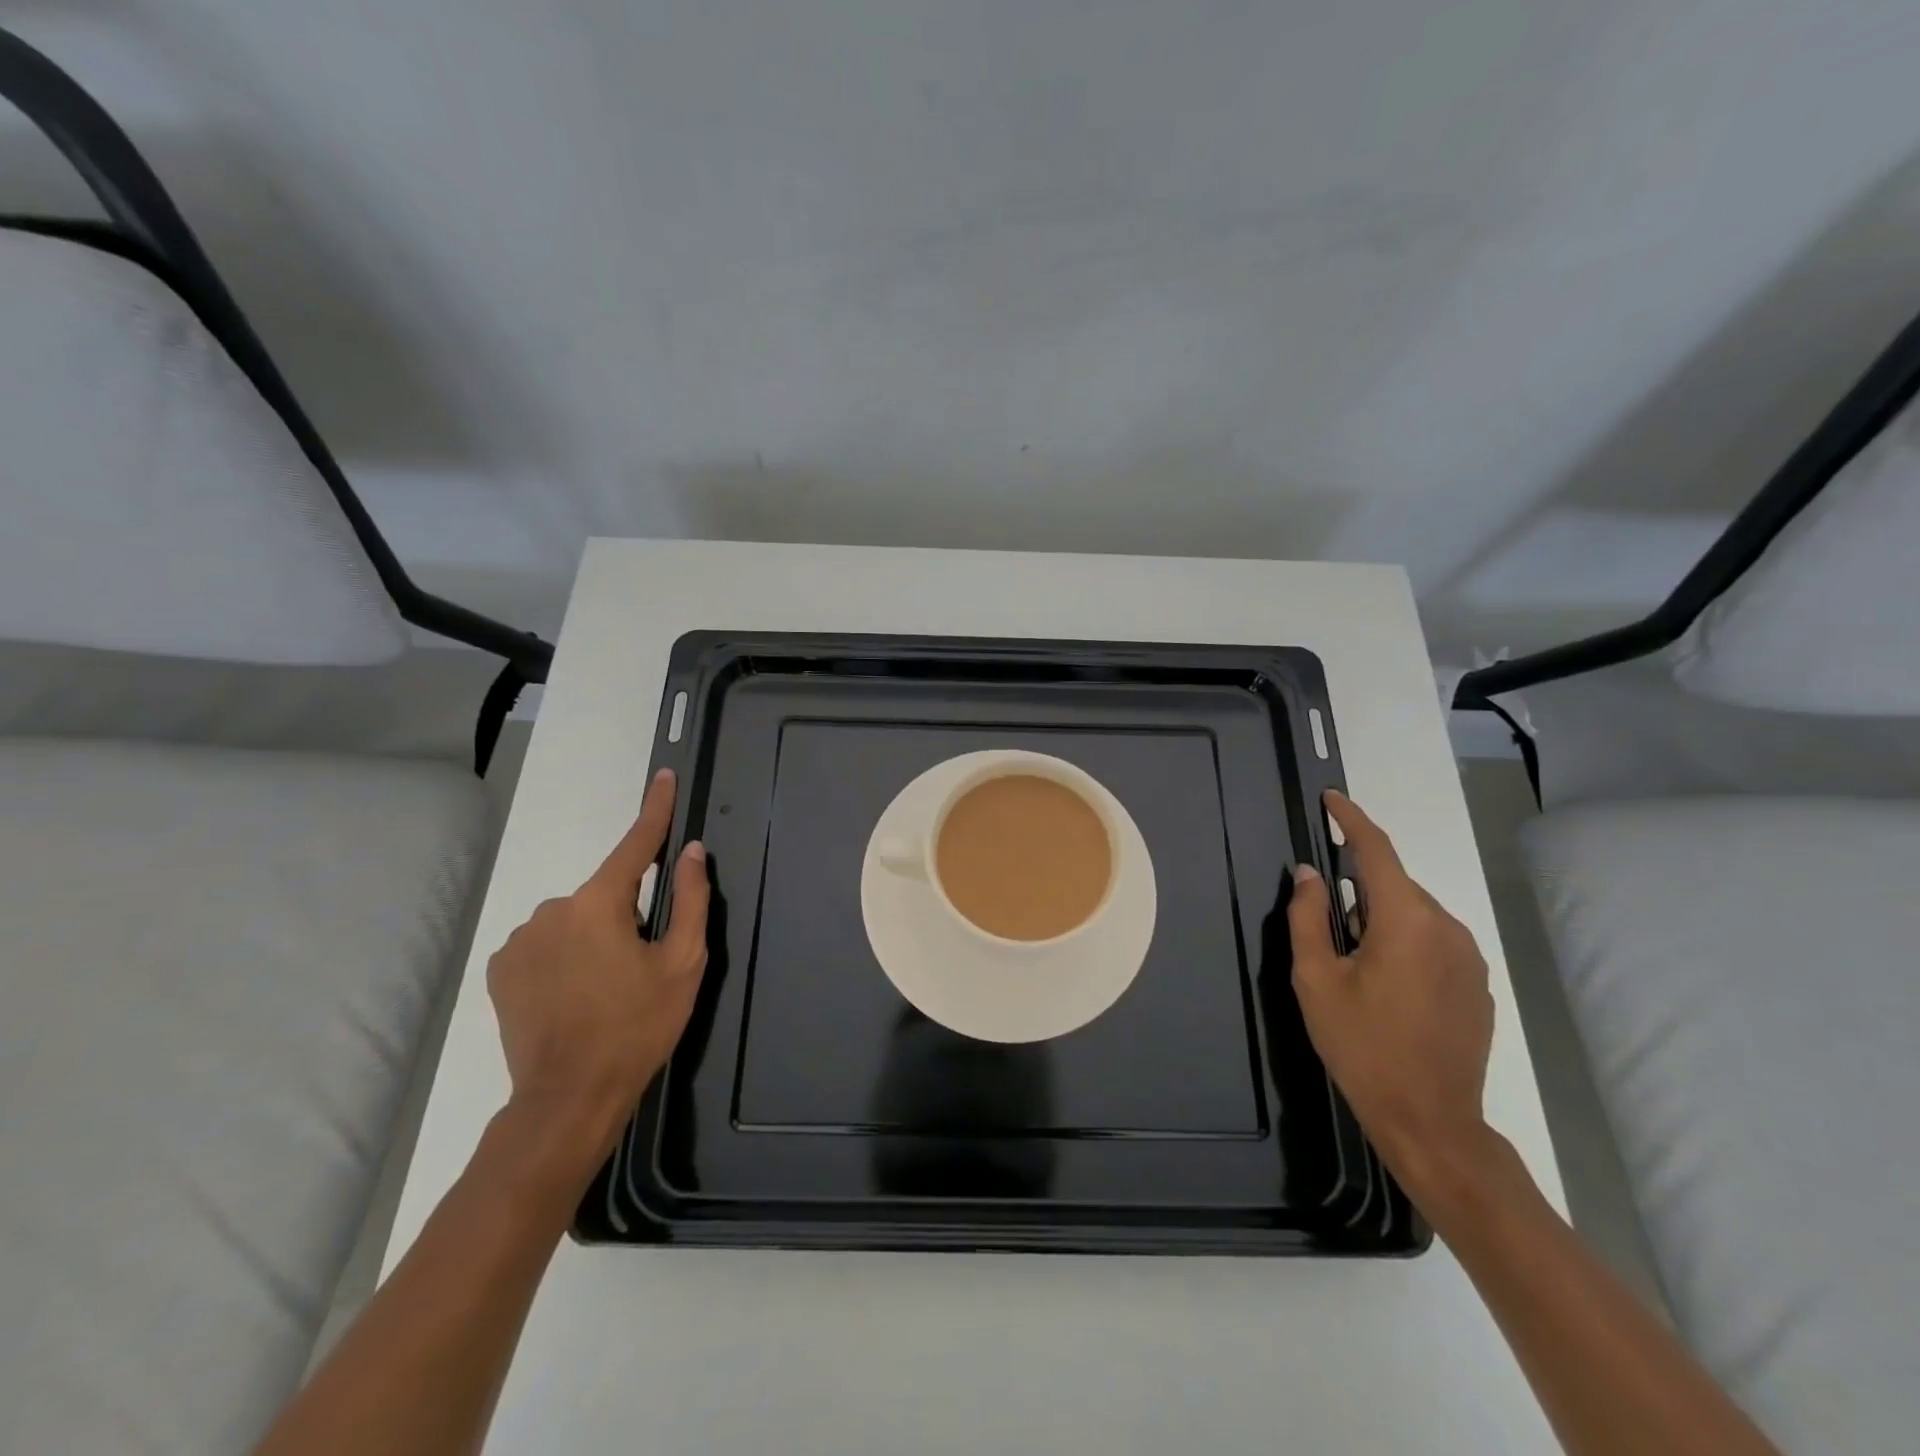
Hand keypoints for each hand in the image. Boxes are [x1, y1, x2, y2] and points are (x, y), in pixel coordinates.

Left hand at [486, 768, 710, 1178]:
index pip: (635, 844)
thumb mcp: (683, 964)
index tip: (664, 777)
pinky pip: (546, 942)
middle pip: (606, 893)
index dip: (655, 809)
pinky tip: (573, 995)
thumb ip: (690, 900)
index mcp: (599, 903)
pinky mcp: (501, 968)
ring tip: (604, 990)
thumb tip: (691, 852)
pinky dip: (565, 955)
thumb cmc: (637, 1027)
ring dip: (594, 937)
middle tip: (641, 965)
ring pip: (575, 920)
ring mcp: (521, 939)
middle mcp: (553, 909)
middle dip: (627, 914)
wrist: (568, 1098)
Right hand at [1287, 789, 1495, 1197]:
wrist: (1430, 1119)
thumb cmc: (1362, 1046)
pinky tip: (1389, 988)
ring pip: (1414, 914)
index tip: (1330, 799)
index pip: (1376, 851)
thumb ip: (1308, 917)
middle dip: (1358, 891)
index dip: (1351, 820)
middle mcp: (1446, 927)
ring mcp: (1469, 956)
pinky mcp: (1477, 982)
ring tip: (1357, 970)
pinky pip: (1433, 940)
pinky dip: (1405, 943)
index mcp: (1405, 921)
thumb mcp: (1316, 980)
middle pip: (1393, 885)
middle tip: (1329, 934)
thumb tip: (1308, 874)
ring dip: (1381, 921)